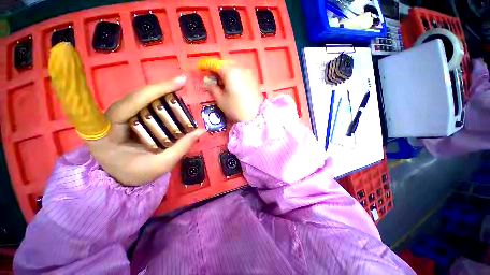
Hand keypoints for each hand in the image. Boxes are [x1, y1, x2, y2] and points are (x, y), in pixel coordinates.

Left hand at [86, 75, 204, 185]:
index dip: (155, 91)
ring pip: (139, 99)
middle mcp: (107, 120)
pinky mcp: (124, 117)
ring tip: (179, 93)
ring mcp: (115, 117)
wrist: (120, 177)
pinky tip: (171, 102)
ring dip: (160, 95)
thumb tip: (201, 131)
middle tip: (182, 85)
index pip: (130, 104)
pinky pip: (142, 105)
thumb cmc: (137, 173)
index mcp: (107, 134)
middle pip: (136, 97)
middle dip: (160, 90)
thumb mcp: (162, 164)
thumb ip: (182, 147)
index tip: (179, 83)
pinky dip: (158, 102)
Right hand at [203, 65, 262, 121]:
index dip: (207, 65)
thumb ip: (213, 88)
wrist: (256, 116)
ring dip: (227, 71)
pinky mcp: (254, 79)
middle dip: (218, 68)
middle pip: (226, 64)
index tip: (201, 67)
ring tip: (222, 80)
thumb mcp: (221, 100)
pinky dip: (235, 75)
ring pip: (234, 67)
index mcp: (230, 72)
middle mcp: (240, 68)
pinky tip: (232, 83)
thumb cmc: (236, 109)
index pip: (215, 64)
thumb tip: (208, 81)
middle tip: (212, 76)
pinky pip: (241, 72)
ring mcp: (249, 73)